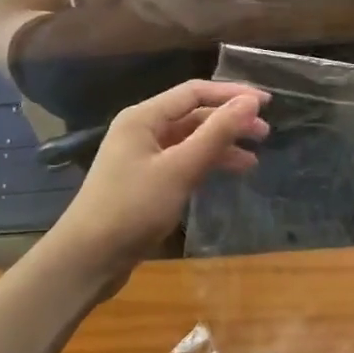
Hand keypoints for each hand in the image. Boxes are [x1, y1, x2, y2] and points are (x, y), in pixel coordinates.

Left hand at [56, 80, 268, 277]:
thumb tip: (250, 102)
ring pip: (191, 139)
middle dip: (229, 121)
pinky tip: (229, 173)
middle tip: (264, 133)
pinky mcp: (146, 180)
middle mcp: (142, 129)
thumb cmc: (132, 208)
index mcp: (143, 117)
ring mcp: (143, 156)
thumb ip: (217, 133)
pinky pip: (183, 160)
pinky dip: (207, 163)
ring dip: (221, 144)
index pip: (195, 92)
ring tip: (253, 158)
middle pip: (193, 114)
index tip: (266, 103)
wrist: (87, 260)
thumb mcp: (180, 169)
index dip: (232, 94)